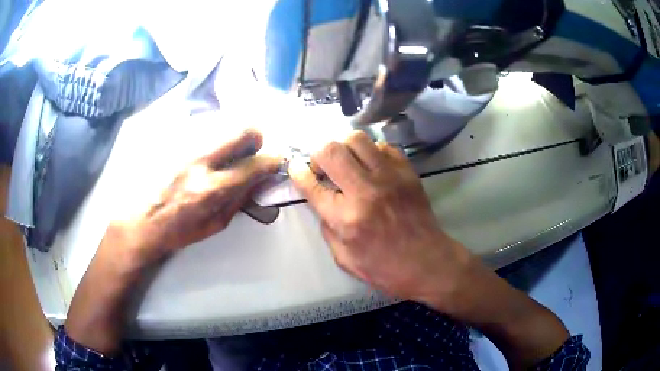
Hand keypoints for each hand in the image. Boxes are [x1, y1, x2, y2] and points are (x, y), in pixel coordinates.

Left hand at [65, 129, 281, 353]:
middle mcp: (200, 160)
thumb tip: (259, 181)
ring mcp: (183, 145)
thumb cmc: (176, 231)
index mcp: (212, 188)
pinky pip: (201, 127)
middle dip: (256, 136)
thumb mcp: (213, 226)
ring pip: (223, 123)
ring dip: (232, 135)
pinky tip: (201, 150)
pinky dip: (210, 135)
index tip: (275, 159)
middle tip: (254, 147)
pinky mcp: (171, 139)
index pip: (255, 164)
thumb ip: (239, 201)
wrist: (137, 222)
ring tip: (225, 150)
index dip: (272, 160)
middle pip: (243, 129)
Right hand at [288, 131, 471, 307]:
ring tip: (347, 161)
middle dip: (318, 154)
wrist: (427, 262)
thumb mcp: (344, 258)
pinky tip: (372, 166)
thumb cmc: (384, 268)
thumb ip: (327, 227)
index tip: (297, 168)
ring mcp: (390, 177)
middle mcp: (365, 191)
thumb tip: (322, 200)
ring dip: (344, 147)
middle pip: (331, 150)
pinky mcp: (407, 172)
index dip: (298, 172)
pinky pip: (383, 146)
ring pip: (357, 139)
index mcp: (346, 218)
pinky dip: (371, 152)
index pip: (311, 183)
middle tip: (323, 166)